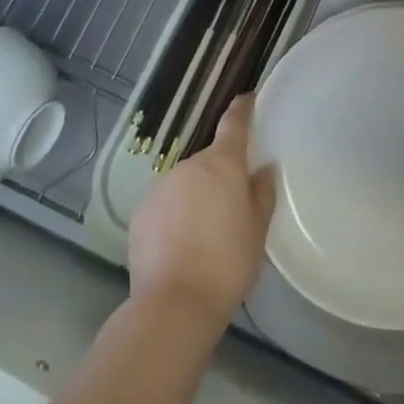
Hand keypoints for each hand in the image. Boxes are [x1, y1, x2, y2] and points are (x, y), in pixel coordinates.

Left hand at [128, 96, 274, 328]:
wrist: (174, 304)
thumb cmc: (227, 263)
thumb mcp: (257, 230)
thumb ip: (262, 194)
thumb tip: (263, 169)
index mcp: (222, 165)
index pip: (234, 124)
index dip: (242, 109)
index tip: (248, 99)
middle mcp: (188, 167)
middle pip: (210, 161)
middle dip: (221, 175)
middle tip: (234, 204)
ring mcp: (160, 189)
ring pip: (186, 184)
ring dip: (197, 197)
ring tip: (207, 232)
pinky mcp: (140, 215)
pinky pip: (166, 206)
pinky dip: (175, 216)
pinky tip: (182, 246)